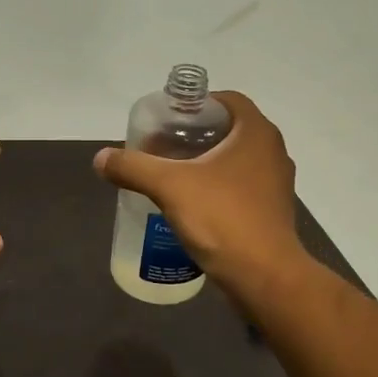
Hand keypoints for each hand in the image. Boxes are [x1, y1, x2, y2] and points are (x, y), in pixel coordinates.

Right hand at [93, 90, 304, 293]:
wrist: (264, 276)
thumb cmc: (222, 218)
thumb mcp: (169, 187)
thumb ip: (133, 167)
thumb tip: (101, 158)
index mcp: (256, 133)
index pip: (229, 100)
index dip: (198, 104)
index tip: (169, 119)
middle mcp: (272, 151)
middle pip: (230, 130)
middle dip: (195, 135)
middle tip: (162, 147)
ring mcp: (276, 183)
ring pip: (236, 160)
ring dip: (206, 163)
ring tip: (171, 175)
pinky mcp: (271, 211)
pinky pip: (241, 187)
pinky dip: (217, 188)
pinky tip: (191, 204)